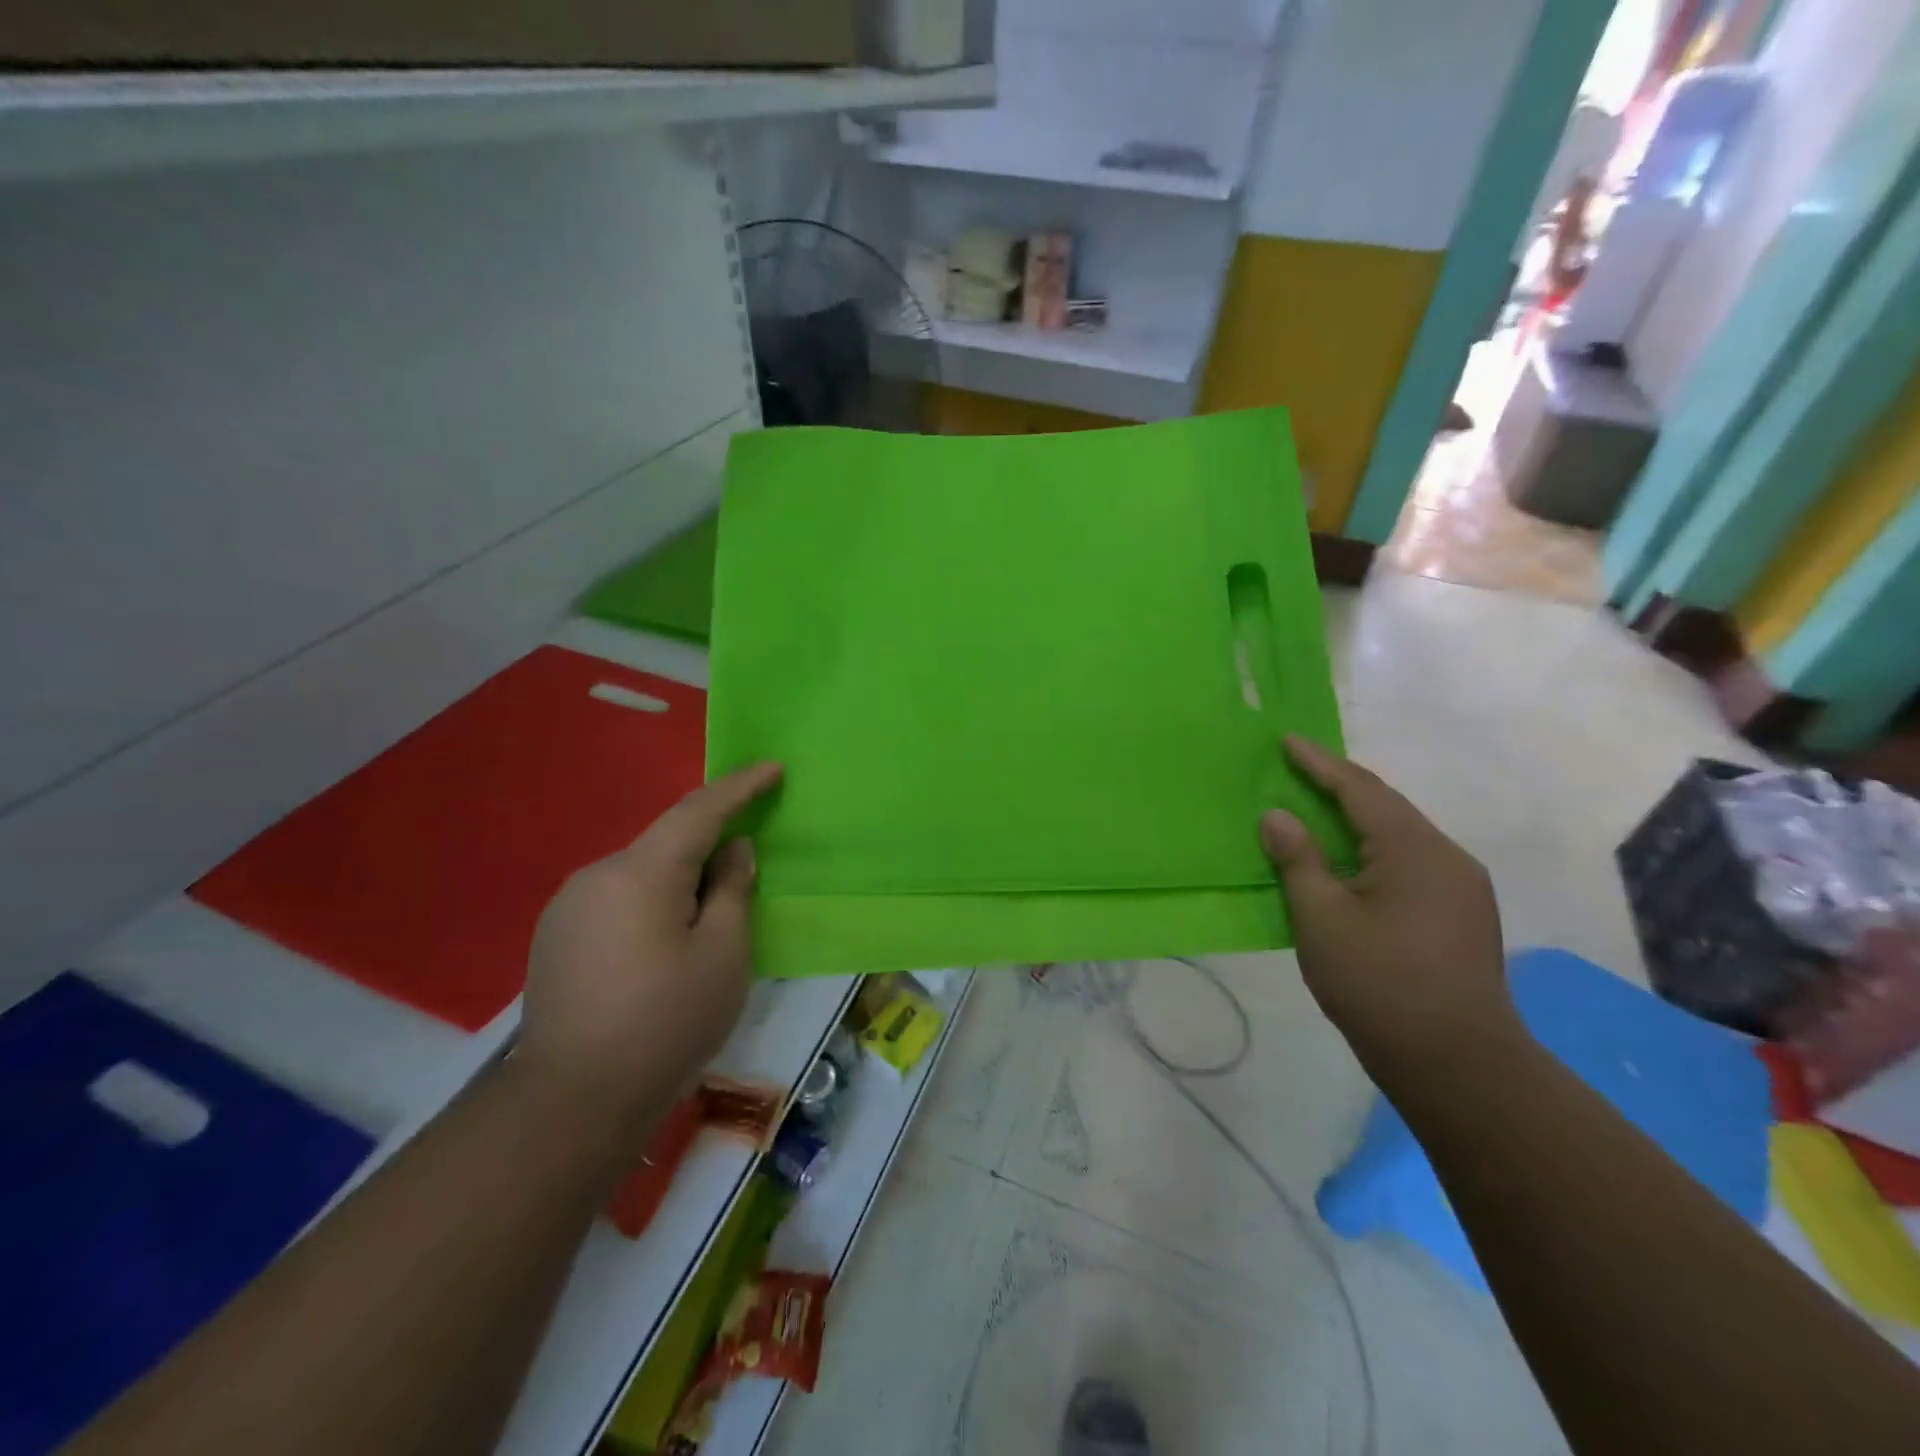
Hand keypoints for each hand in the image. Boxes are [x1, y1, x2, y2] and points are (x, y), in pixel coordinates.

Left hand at [516, 763, 783, 1129]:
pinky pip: (617, 900)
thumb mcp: (723, 954)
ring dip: (679, 882)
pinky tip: (661, 949)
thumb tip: (732, 850)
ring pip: (641, 874)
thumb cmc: (666, 1022)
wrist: (572, 1101)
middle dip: (709, 848)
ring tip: (704, 927)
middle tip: (745, 875)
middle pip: (667, 844)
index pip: (699, 810)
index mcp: (642, 872)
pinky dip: (650, 905)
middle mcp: (597, 875)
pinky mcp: (555, 937)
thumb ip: (731, 890)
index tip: (772, 769)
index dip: (740, 787)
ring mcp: (568, 907)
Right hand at [1258, 736, 1517, 1082]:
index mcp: (1415, 850)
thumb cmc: (1379, 984)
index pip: (1360, 789)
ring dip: (1355, 820)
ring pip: (1399, 837)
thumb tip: (1276, 816)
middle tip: (1295, 772)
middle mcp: (1447, 857)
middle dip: (1338, 786)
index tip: (1287, 741)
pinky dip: (1372, 851)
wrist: (1457, 1064)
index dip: (1319, 763)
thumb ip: (1297, 860)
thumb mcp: (1321, 918)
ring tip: (1315, 813)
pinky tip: (1349, 865)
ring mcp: (1461, 888)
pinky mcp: (1462, 915)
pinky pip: (1410, 863)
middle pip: (1385, 807)